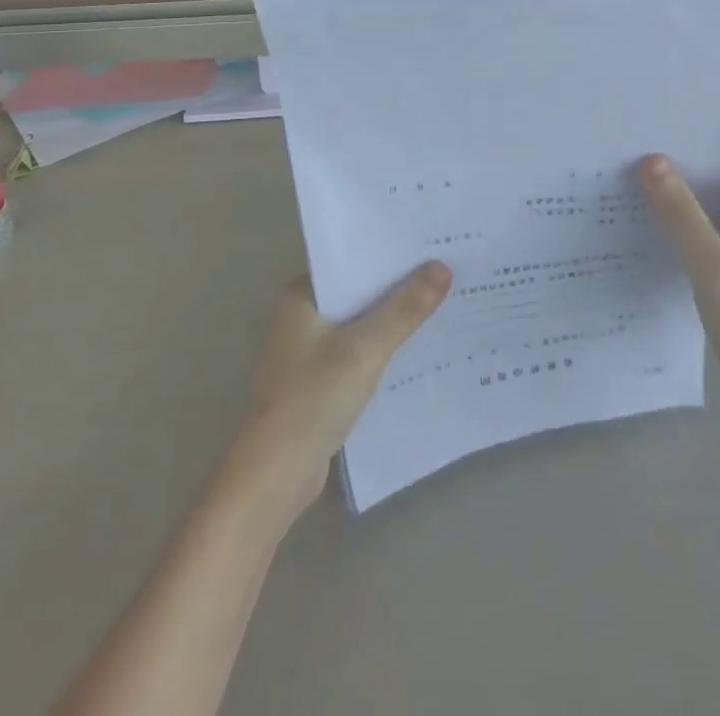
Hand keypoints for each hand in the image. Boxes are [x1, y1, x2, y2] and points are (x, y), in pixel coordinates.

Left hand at [229, 264, 451, 523]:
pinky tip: (413, 350)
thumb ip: (405, 308)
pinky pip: (355, 352)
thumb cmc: (315, 396)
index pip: (350, 262)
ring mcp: (306, 351)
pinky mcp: (316, 382)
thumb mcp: (366, 347)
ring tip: (438, 305)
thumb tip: (442, 266)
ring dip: (389, 320)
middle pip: (356, 292)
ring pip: (358, 324)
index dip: (387, 255)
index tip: (427, 247)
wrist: (276, 473)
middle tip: (443, 272)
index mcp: (300, 295)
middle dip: (395, 287)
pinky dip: (379, 350)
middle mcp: (300, 316)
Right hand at [639, 127, 719, 437]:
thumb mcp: (717, 270)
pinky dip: (680, 213)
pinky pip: (708, 224)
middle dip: (680, 140)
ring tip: (622, 161)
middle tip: (624, 127)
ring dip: (676, 178)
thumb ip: (682, 214)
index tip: (658, 96)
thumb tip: (650, 158)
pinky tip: (642, 216)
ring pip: (712, 193)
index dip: (706, 108)